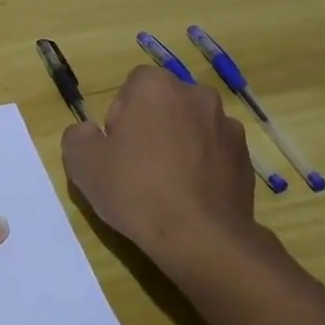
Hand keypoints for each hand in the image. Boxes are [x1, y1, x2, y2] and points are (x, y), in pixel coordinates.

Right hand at [61, 66, 269, 272]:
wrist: (200, 238)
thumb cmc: (135, 190)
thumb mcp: (82, 162)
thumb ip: (78, 136)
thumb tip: (90, 132)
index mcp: (156, 86)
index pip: (132, 86)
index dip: (120, 117)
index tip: (117, 148)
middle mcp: (197, 94)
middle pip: (165, 104)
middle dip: (152, 126)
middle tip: (138, 166)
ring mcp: (227, 126)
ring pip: (192, 127)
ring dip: (181, 145)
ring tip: (168, 185)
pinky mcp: (246, 157)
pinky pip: (215, 153)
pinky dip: (204, 166)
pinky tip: (192, 197)